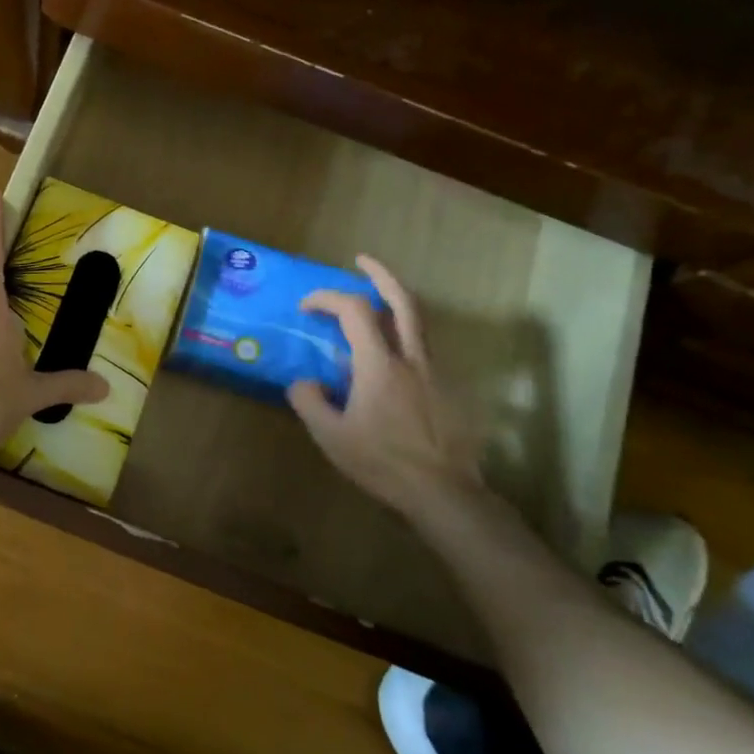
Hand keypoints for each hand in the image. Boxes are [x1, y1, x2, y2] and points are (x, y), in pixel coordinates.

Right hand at [287, 257, 480, 520]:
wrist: (443, 493)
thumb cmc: (382, 463)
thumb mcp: (331, 436)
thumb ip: (310, 401)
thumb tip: (305, 382)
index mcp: (379, 364)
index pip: (354, 310)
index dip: (327, 298)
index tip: (306, 307)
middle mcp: (411, 358)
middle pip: (402, 301)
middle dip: (381, 275)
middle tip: (362, 260)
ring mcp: (435, 372)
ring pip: (418, 323)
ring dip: (395, 304)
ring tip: (374, 305)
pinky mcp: (448, 390)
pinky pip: (423, 351)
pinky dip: (403, 339)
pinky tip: (388, 361)